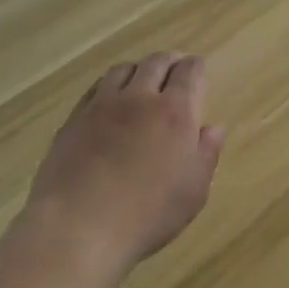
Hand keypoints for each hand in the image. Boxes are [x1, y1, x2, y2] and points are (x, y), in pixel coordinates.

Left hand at [24, 53, 226, 272]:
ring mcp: (102, 105)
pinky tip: (110, 99)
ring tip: (143, 80)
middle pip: (156, 63)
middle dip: (170, 62)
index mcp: (175, 112)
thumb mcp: (192, 192)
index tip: (199, 71)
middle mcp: (139, 98)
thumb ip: (206, 154)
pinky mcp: (74, 118)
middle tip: (175, 69)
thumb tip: (214, 127)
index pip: (190, 73)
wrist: (78, 226)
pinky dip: (110, 85)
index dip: (197, 68)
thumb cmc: (146, 214)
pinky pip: (96, 87)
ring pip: (123, 69)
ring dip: (138, 69)